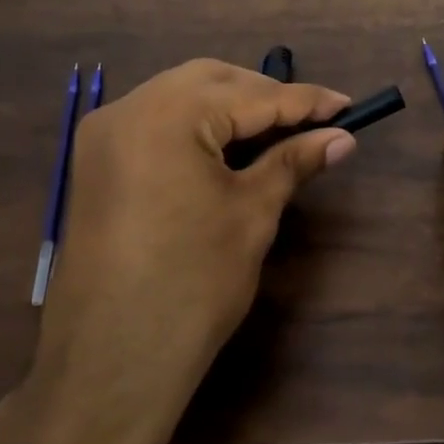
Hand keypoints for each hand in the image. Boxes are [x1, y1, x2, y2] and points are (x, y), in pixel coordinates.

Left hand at [0, 60, 354, 443]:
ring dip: (228, 107)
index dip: (305, 101)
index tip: (348, 106)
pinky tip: (226, 148)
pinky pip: (154, 122)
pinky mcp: (95, 163)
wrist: (112, 362)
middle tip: (309, 122)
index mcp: (167, 115)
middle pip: (210, 81)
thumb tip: (340, 137)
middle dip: (263, 95)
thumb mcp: (252, 214)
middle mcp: (127, 108)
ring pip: (179, 96)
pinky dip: (195, 125)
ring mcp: (103, 135)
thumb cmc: (193, 284)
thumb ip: (293, 162)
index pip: (252, 95)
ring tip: (274, 133)